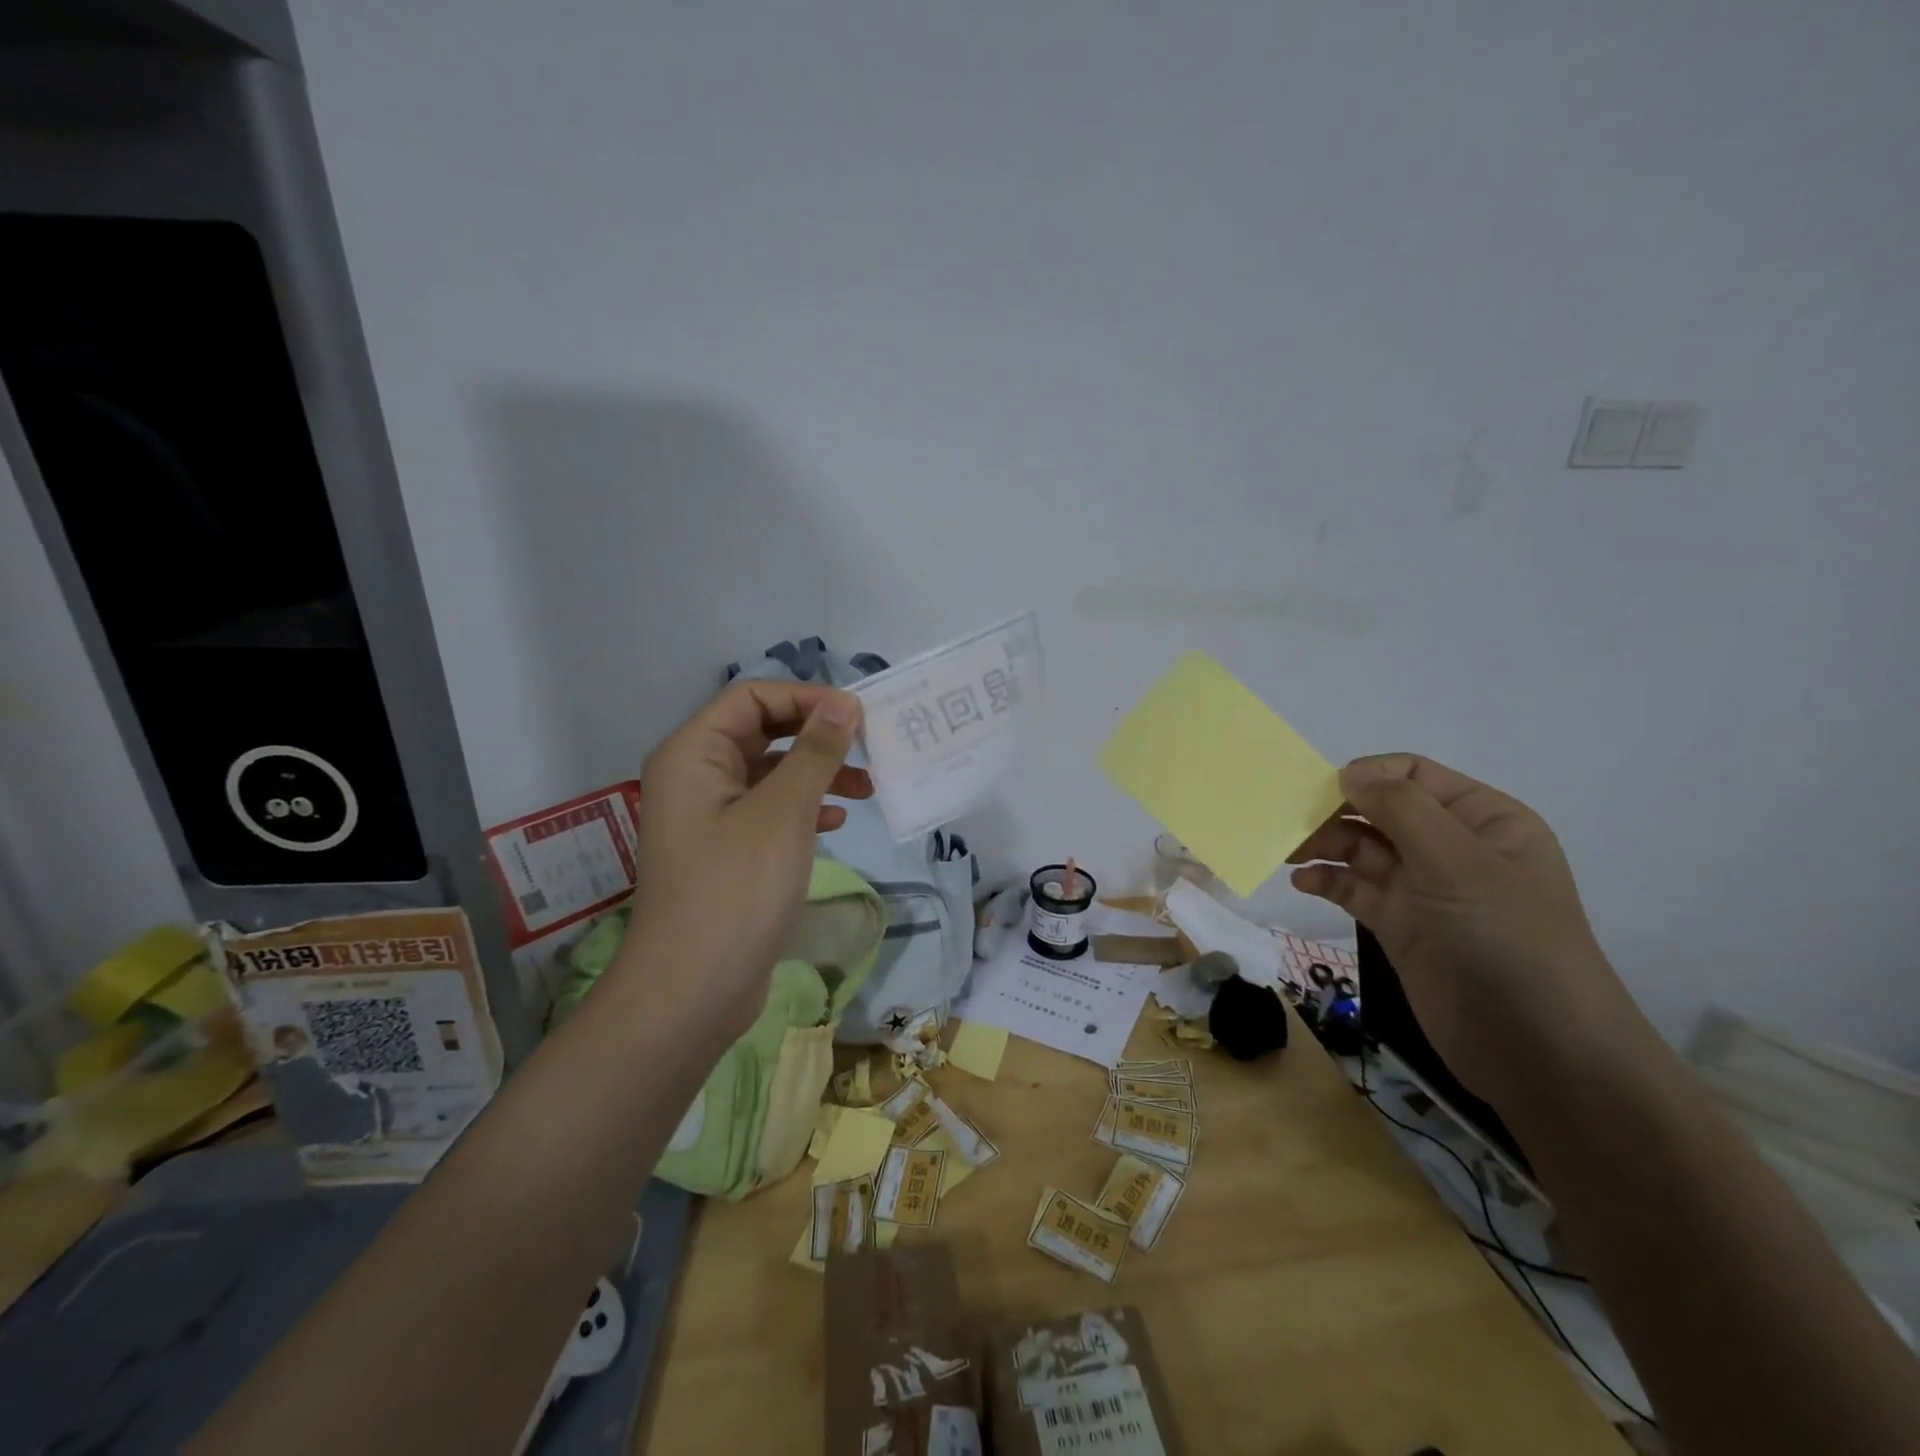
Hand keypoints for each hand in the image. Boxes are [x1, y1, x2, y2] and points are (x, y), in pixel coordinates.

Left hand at [614, 680, 870, 1043]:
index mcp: (693, 754)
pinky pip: (770, 811)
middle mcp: (695, 777)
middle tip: (868, 748)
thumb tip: (844, 703)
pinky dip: (804, 809)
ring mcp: (709, 817)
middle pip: (762, 732)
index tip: (858, 716)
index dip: (806, 698)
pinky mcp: (727, 852)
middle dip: (816, 736)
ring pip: (770, 774)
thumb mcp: (783, 812)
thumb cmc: (735, 890)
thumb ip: (815, 752)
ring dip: (817, 773)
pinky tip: (836, 823)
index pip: (752, 697)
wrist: (692, 992)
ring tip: (867, 789)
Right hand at [1288, 754, 1647, 1108]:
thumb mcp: (1458, 864)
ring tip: (1287, 853)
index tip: (1319, 792)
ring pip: (1363, 849)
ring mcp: (1426, 888)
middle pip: (1380, 809)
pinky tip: (1303, 883)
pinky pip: (1356, 888)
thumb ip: (1401, 809)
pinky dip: (1328, 880)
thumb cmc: (1507, 943)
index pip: (1413, 774)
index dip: (1366, 776)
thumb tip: (1349, 772)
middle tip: (1290, 826)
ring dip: (1324, 845)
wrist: (1540, 1055)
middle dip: (1335, 812)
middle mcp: (1452, 847)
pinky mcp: (1402, 925)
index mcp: (1482, 820)